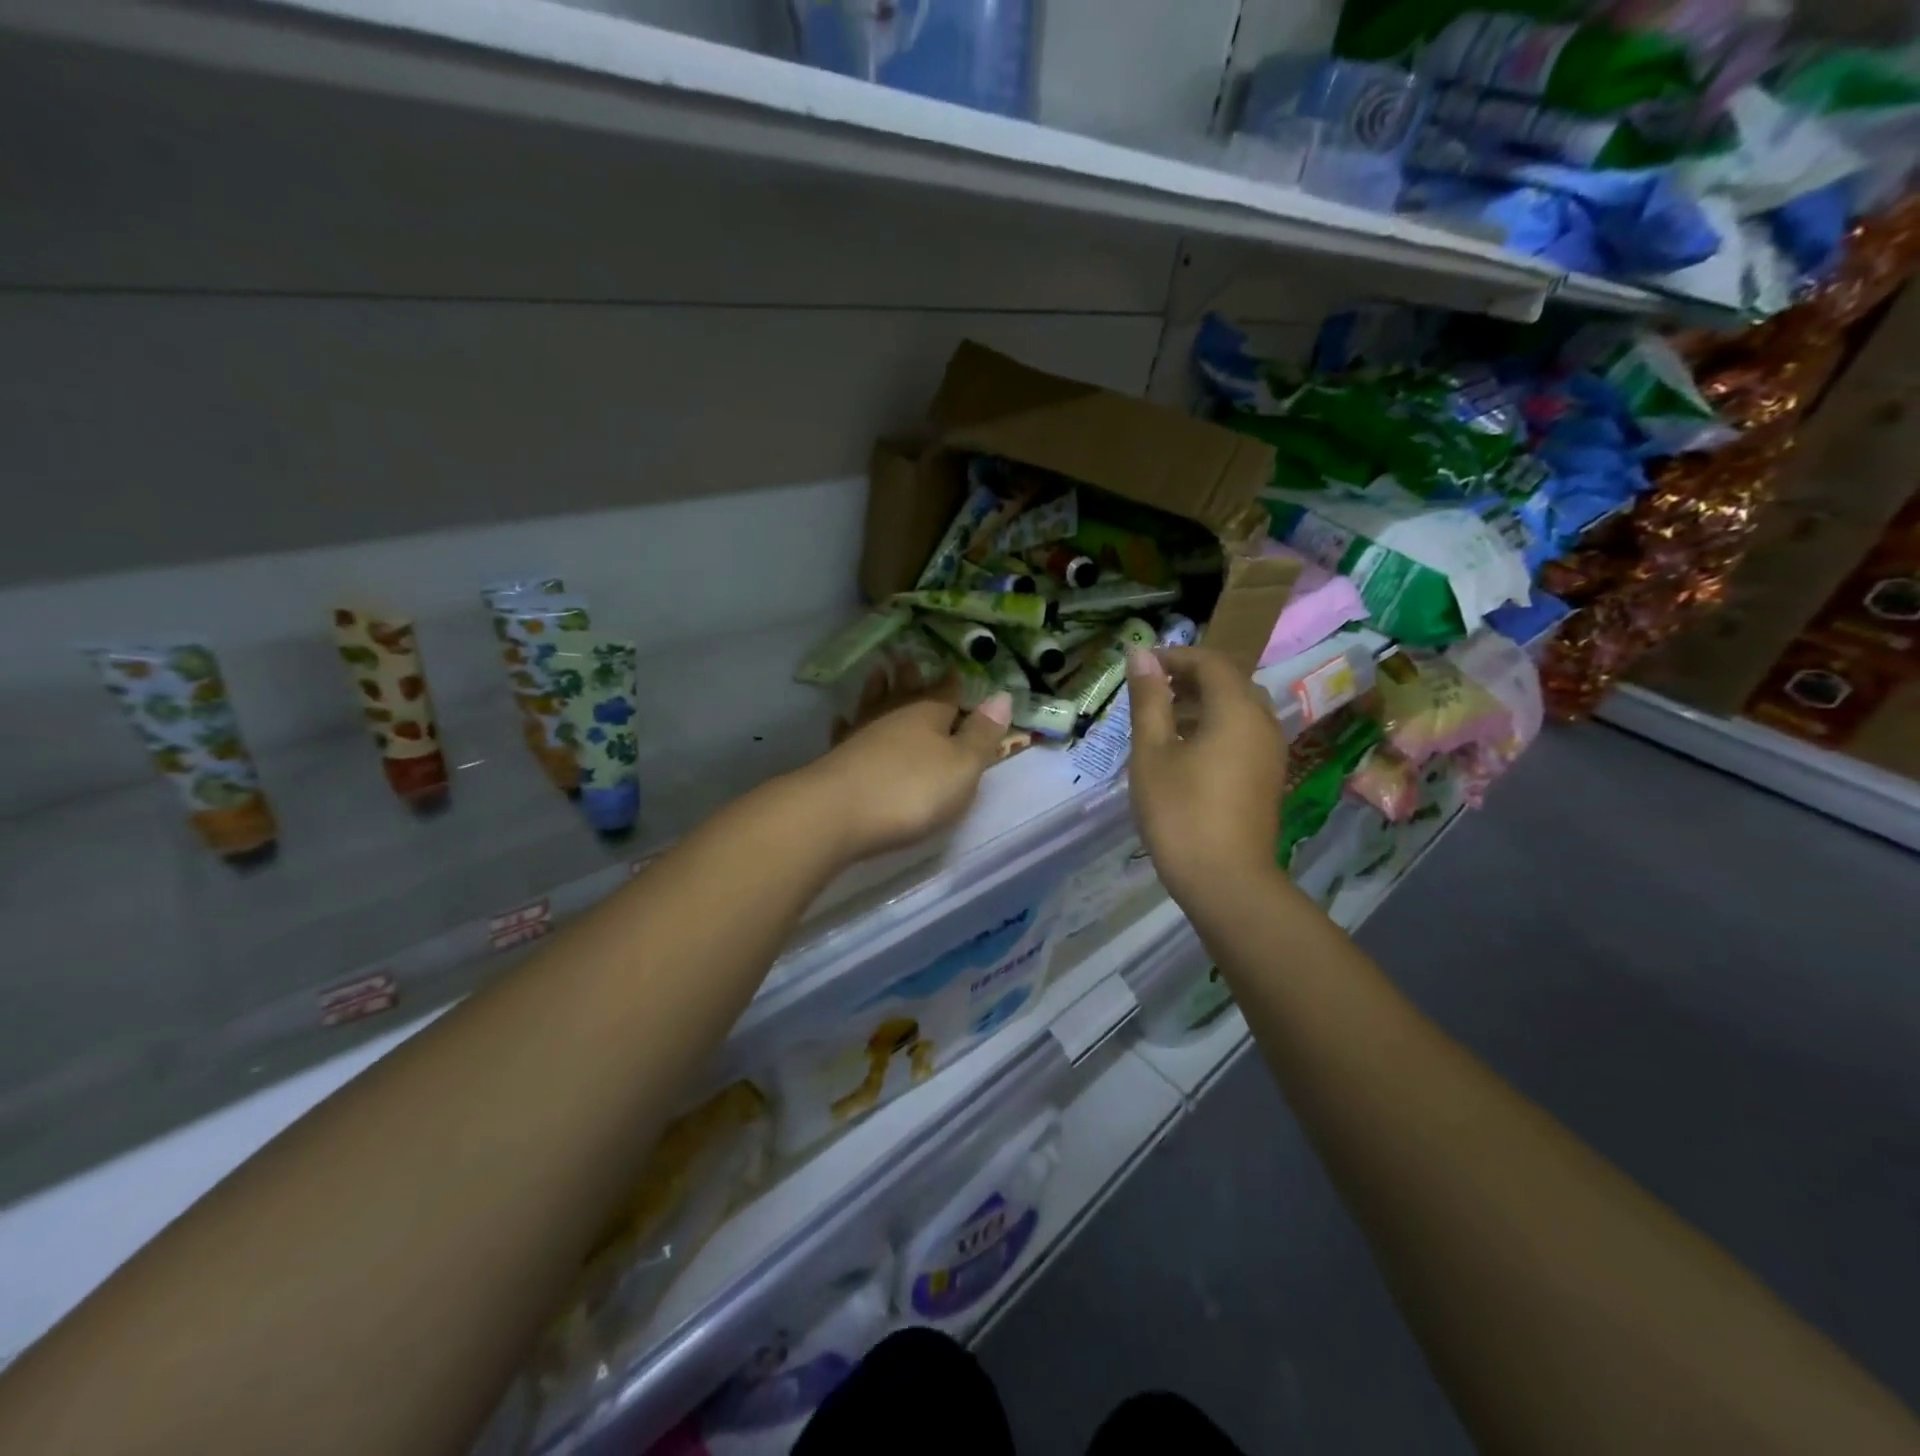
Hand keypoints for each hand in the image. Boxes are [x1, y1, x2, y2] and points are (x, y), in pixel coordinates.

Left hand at [797, 682, 1012, 863]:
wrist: (837, 813)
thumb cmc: (911, 790)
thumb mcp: (962, 766)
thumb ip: (982, 734)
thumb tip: (1002, 695)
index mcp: (929, 714)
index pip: (946, 692)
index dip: (953, 682)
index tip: (955, 667)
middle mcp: (894, 716)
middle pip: (906, 693)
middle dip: (911, 679)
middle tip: (909, 661)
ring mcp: (861, 735)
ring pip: (873, 705)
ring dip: (878, 690)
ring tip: (878, 673)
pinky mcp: (837, 758)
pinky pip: (846, 732)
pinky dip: (847, 724)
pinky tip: (842, 720)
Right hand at [1127, 646, 1285, 903]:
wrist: (1227, 881)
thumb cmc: (1180, 812)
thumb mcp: (1152, 753)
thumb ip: (1149, 699)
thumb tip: (1141, 654)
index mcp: (1236, 710)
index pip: (1210, 662)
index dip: (1174, 656)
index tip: (1140, 667)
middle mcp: (1263, 722)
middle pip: (1229, 681)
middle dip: (1189, 678)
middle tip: (1149, 693)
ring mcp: (1271, 751)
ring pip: (1238, 708)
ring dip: (1202, 704)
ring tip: (1162, 722)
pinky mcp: (1268, 776)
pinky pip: (1244, 733)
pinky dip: (1215, 727)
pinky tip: (1186, 752)